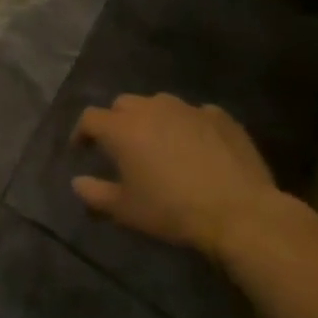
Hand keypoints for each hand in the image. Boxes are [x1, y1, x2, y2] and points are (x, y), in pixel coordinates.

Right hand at [71, 92, 279, 260]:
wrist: (240, 213)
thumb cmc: (173, 211)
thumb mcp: (126, 210)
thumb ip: (95, 194)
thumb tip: (77, 182)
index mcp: (121, 128)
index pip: (90, 118)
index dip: (82, 133)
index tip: (82, 150)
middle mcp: (150, 108)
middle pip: (123, 104)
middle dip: (117, 121)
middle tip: (123, 147)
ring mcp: (187, 108)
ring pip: (159, 104)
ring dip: (153, 119)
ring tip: (161, 144)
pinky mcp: (220, 116)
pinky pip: (196, 114)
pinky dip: (190, 126)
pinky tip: (198, 147)